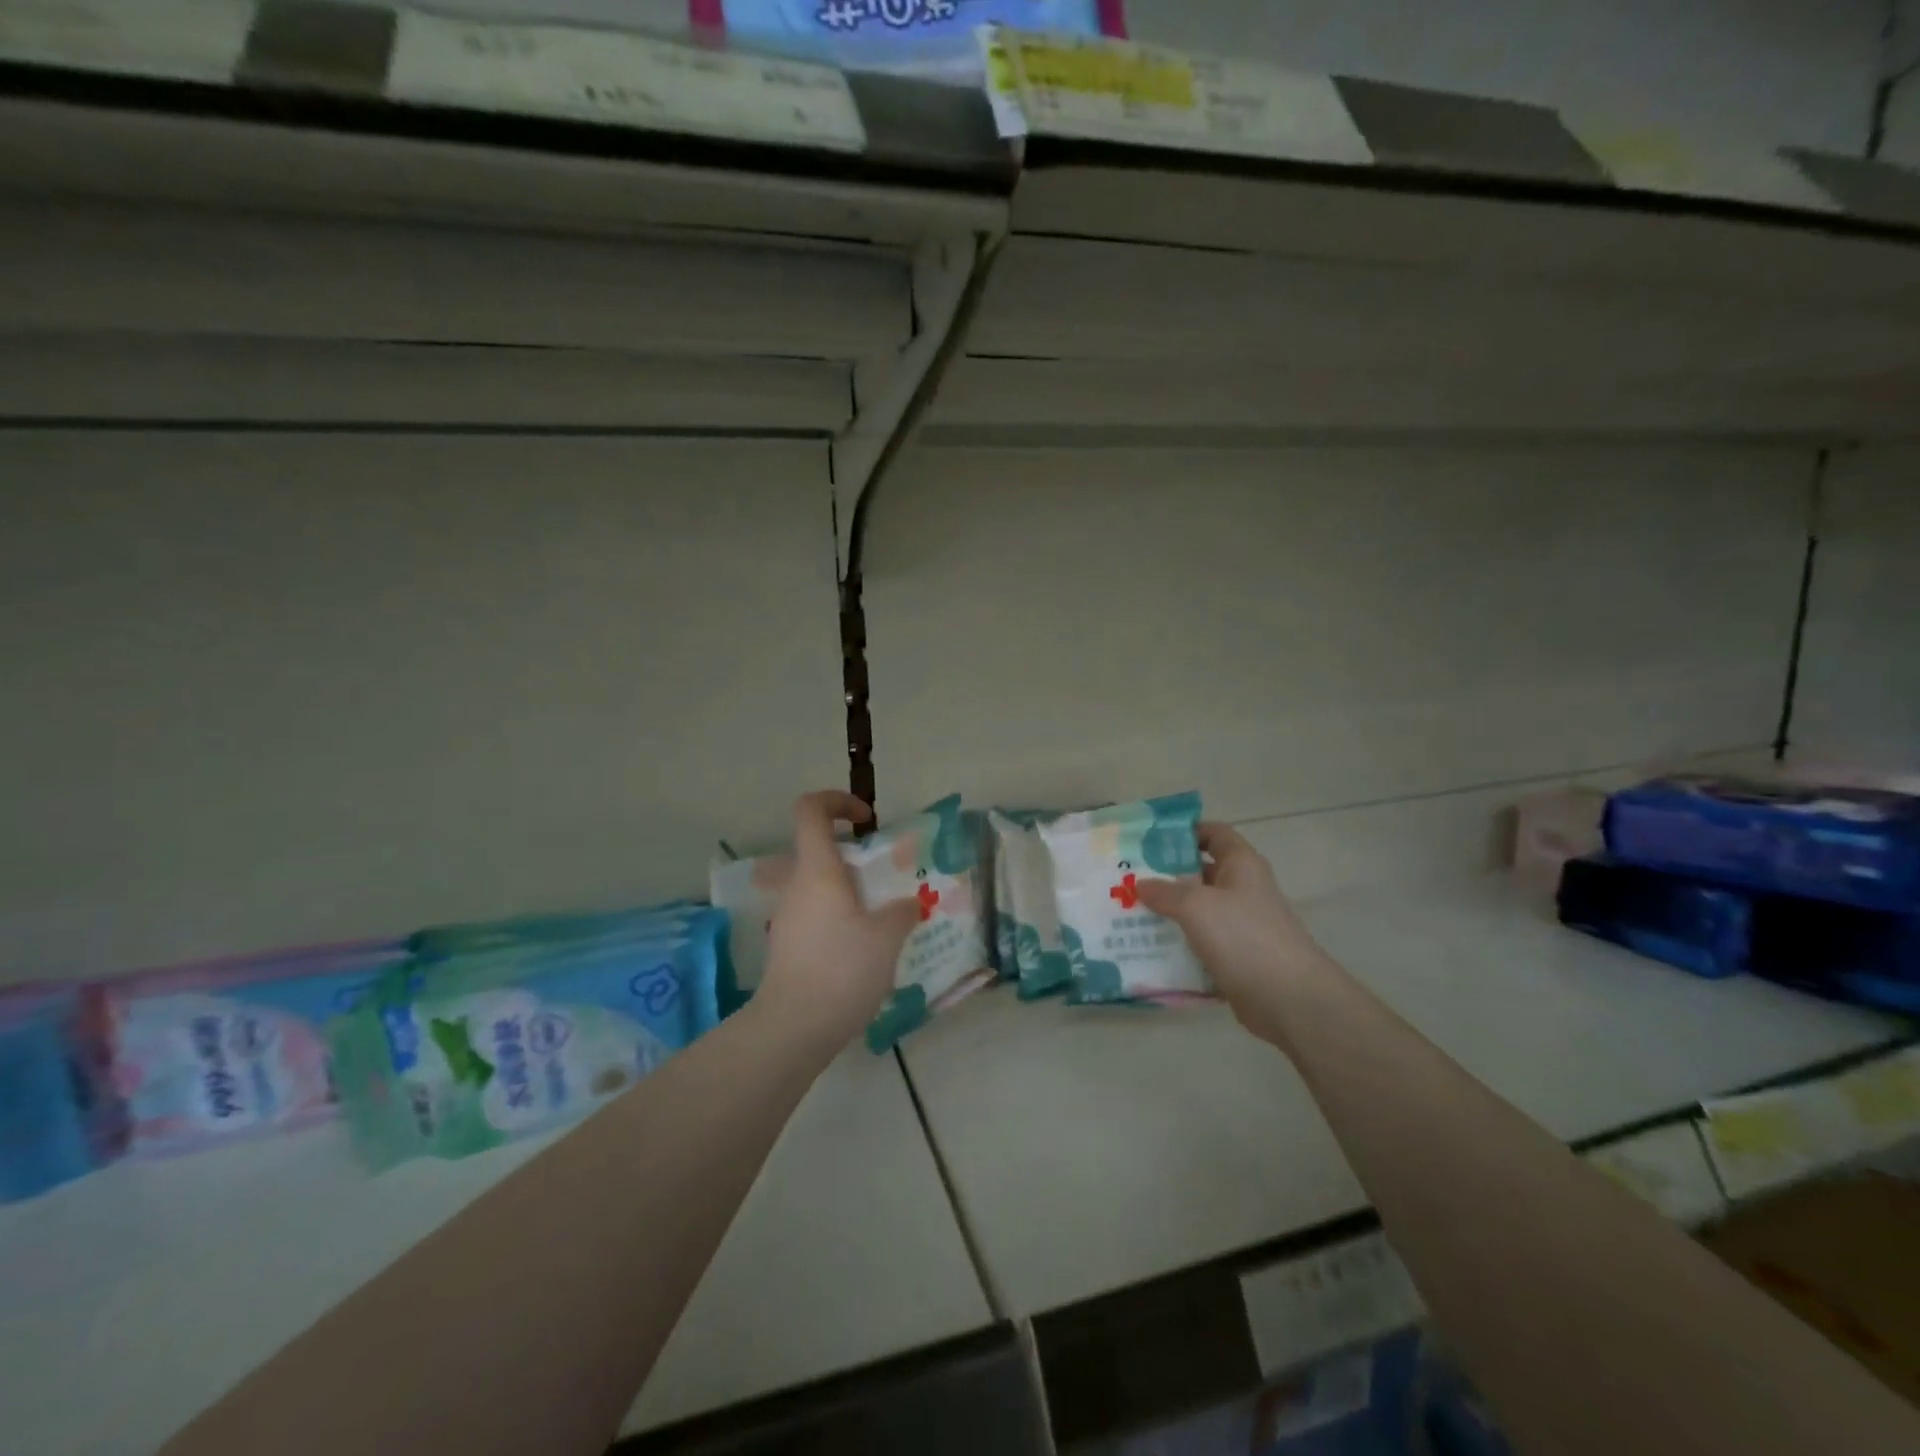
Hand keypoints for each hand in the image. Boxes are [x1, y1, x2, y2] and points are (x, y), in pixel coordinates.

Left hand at [753, 791, 920, 1054]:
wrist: (793, 1028)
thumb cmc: (841, 970)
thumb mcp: (886, 938)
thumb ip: (901, 912)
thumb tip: (907, 905)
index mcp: (818, 870)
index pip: (810, 810)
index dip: (836, 801)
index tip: (866, 819)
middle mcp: (797, 887)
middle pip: (817, 849)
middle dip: (853, 855)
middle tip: (885, 877)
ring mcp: (788, 917)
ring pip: (818, 885)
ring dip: (849, 890)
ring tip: (883, 917)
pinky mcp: (788, 945)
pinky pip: (816, 914)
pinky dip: (840, 917)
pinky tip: (865, 948)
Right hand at [1136, 824, 1328, 1043]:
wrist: (1289, 999)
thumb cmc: (1244, 937)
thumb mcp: (1197, 906)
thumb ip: (1165, 892)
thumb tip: (1141, 884)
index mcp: (1241, 865)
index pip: (1214, 833)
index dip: (1185, 831)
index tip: (1149, 840)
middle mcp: (1242, 890)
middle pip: (1200, 873)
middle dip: (1165, 876)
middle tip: (1128, 879)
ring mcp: (1240, 926)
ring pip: (1197, 912)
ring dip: (1167, 913)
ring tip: (1129, 914)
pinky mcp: (1235, 958)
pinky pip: (1200, 944)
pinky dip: (1177, 945)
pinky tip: (1148, 949)